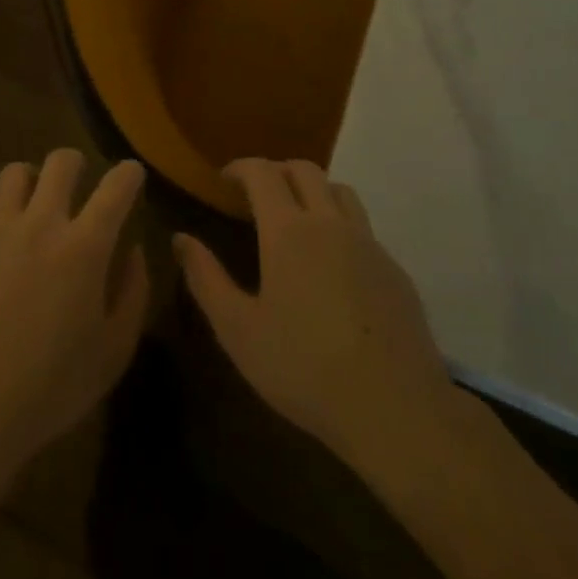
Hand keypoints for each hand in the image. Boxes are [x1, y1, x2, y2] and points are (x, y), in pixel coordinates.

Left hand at [0, 149, 148, 485]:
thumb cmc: (52, 386)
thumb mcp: (113, 351)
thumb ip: (133, 293)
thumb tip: (134, 250)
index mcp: (85, 247)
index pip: (115, 187)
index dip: (129, 174)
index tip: (132, 174)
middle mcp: (42, 223)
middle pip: (61, 162)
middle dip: (77, 164)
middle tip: (80, 185)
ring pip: (16, 172)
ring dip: (32, 181)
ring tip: (35, 204)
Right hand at [174, 158, 457, 469]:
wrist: (397, 411)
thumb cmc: (304, 369)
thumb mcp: (238, 330)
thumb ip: (206, 278)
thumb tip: (181, 239)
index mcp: (289, 231)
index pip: (262, 172)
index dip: (240, 167)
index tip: (224, 180)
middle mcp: (330, 224)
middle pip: (304, 170)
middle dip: (276, 171)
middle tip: (255, 197)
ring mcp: (369, 245)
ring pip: (340, 191)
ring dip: (313, 191)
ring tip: (296, 220)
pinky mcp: (395, 271)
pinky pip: (364, 228)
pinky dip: (340, 226)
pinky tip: (333, 267)